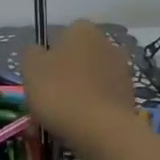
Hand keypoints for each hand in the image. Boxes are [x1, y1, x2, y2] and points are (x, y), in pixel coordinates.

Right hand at [21, 21, 137, 151]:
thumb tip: (38, 52)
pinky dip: (88, 109)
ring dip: (74, 94)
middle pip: (75, 59)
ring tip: (56, 119)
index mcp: (82, 30)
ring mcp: (122, 70)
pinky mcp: (129, 96)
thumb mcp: (30, 67)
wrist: (100, 129)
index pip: (61, 36)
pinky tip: (75, 127)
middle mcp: (107, 43)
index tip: (37, 77)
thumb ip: (31, 53)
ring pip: (87, 81)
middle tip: (44, 100)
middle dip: (61, 76)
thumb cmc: (59, 91)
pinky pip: (100, 99)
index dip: (47, 56)